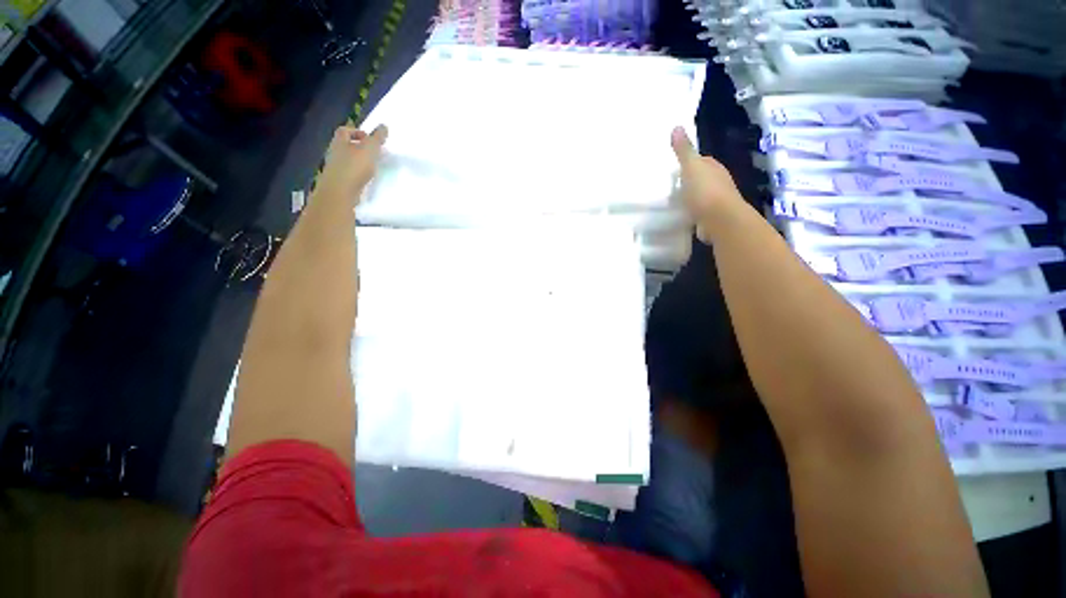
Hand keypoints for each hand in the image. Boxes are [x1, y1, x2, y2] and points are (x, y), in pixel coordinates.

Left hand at [316, 124, 388, 204]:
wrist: (340, 192)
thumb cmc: (354, 166)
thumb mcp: (370, 149)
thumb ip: (377, 137)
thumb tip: (384, 125)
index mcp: (340, 141)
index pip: (345, 130)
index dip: (356, 132)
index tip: (370, 139)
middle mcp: (334, 152)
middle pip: (345, 145)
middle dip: (358, 147)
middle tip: (373, 153)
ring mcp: (335, 168)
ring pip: (347, 160)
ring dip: (358, 161)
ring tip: (372, 167)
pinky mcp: (338, 181)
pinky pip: (348, 173)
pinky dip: (357, 173)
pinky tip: (366, 179)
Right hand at [671, 126, 743, 241]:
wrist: (719, 220)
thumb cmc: (704, 191)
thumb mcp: (691, 167)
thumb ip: (684, 150)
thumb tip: (676, 127)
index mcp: (714, 167)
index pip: (702, 161)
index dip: (690, 162)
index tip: (676, 167)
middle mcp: (718, 182)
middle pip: (702, 178)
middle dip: (690, 181)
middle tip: (671, 185)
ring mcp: (716, 201)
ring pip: (701, 196)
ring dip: (691, 197)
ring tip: (673, 201)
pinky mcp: (711, 218)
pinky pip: (699, 212)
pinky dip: (691, 212)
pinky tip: (681, 215)